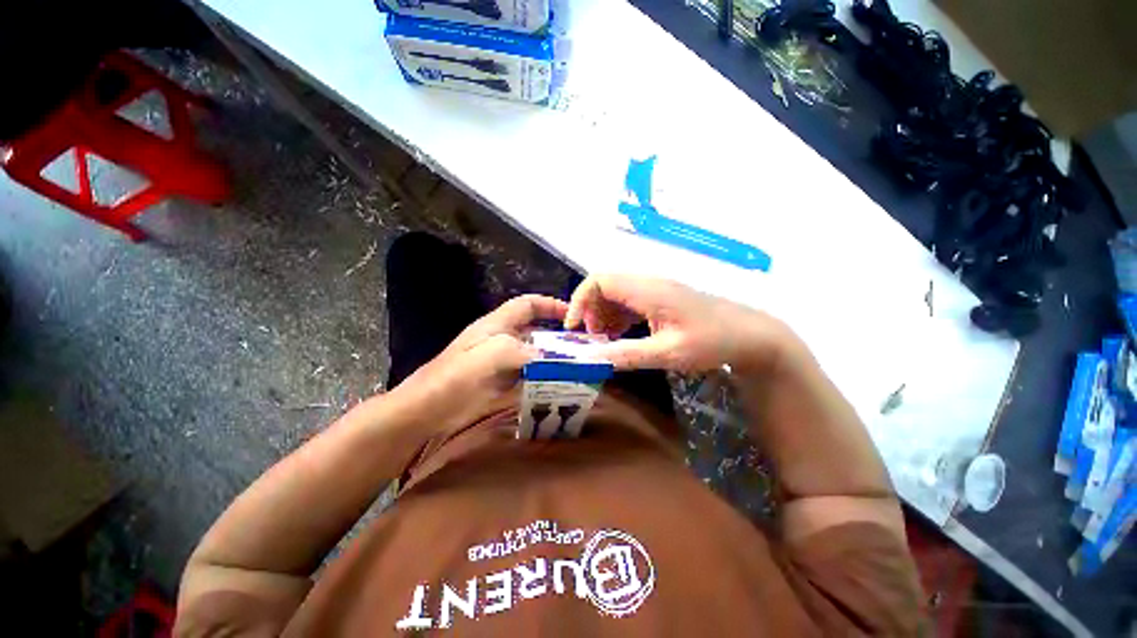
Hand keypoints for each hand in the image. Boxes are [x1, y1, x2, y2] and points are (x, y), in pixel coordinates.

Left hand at [392, 294, 568, 432]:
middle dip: (557, 334)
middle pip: (534, 329)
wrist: (427, 410)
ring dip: (552, 357)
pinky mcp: (499, 381)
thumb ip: (523, 350)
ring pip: (533, 353)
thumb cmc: (456, 377)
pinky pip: (528, 373)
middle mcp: (501, 338)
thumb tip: (551, 358)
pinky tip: (556, 386)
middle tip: (580, 346)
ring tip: (576, 367)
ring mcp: (500, 361)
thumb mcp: (491, 355)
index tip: (572, 314)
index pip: (528, 304)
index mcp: (497, 324)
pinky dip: (544, 376)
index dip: (550, 304)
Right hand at [565, 274, 794, 373]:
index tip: (574, 328)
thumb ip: (629, 355)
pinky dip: (617, 317)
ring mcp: (655, 290)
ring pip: (615, 294)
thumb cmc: (712, 341)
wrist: (750, 334)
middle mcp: (648, 284)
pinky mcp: (661, 299)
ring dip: (603, 315)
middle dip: (590, 311)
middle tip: (592, 339)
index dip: (579, 300)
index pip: (600, 281)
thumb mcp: (669, 353)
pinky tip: (621, 337)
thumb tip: (593, 360)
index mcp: (648, 290)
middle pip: (604, 286)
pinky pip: (629, 302)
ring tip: (605, 341)